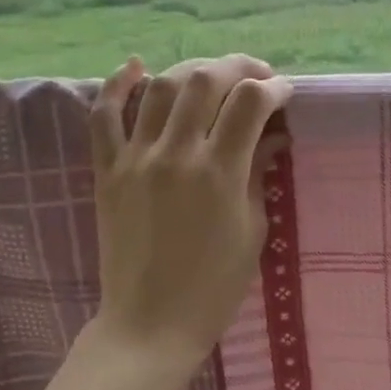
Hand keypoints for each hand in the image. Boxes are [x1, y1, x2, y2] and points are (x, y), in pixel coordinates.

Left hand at [87, 54, 291, 379]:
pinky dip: (117, 84)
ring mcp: (135, 158)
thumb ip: (259, 174)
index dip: (274, 88)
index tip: (286, 92)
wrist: (150, 324)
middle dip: (238, 67)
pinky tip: (136, 65)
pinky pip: (104, 116)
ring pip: (160, 87)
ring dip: (192, 70)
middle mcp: (176, 154)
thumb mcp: (253, 231)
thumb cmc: (214, 287)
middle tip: (257, 76)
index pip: (250, 103)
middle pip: (206, 81)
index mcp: (219, 173)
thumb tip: (271, 136)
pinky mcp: (107, 170)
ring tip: (212, 77)